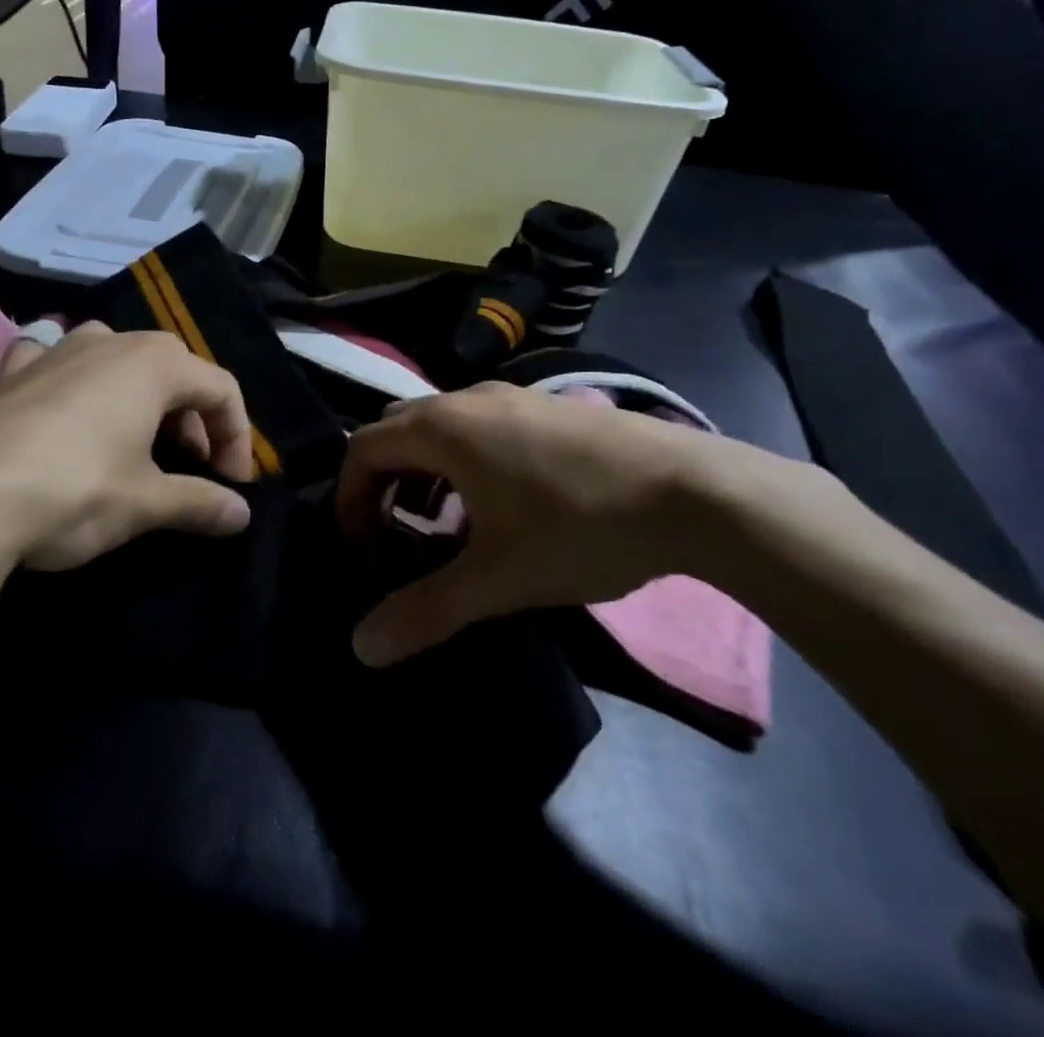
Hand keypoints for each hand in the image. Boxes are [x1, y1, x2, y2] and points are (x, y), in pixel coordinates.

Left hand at [0, 324, 253, 656]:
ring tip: (137, 441)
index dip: (237, 436)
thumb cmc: (73, 490)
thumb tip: (241, 514)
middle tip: (191, 464)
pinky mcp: (11, 373)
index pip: (220, 388)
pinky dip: (74, 383)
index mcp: (153, 364)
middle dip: (192, 416)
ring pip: (117, 360)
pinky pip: (57, 364)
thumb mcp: (144, 503)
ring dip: (140, 397)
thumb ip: (199, 502)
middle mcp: (108, 342)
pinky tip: (64, 409)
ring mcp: (55, 351)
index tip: (233, 483)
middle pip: (173, 369)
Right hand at [337, 383, 823, 666]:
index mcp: (444, 428)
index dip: (349, 496)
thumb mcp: (498, 579)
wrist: (694, 492)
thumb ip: (425, 610)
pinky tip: (498, 503)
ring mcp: (514, 396)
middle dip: (382, 480)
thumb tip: (361, 647)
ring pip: (442, 425)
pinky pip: (480, 426)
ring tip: (441, 523)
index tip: (359, 545)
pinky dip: (462, 459)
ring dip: (424, 469)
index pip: (365, 449)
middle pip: (398, 430)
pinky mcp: (549, 407)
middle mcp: (469, 399)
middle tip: (391, 532)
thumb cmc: (580, 527)